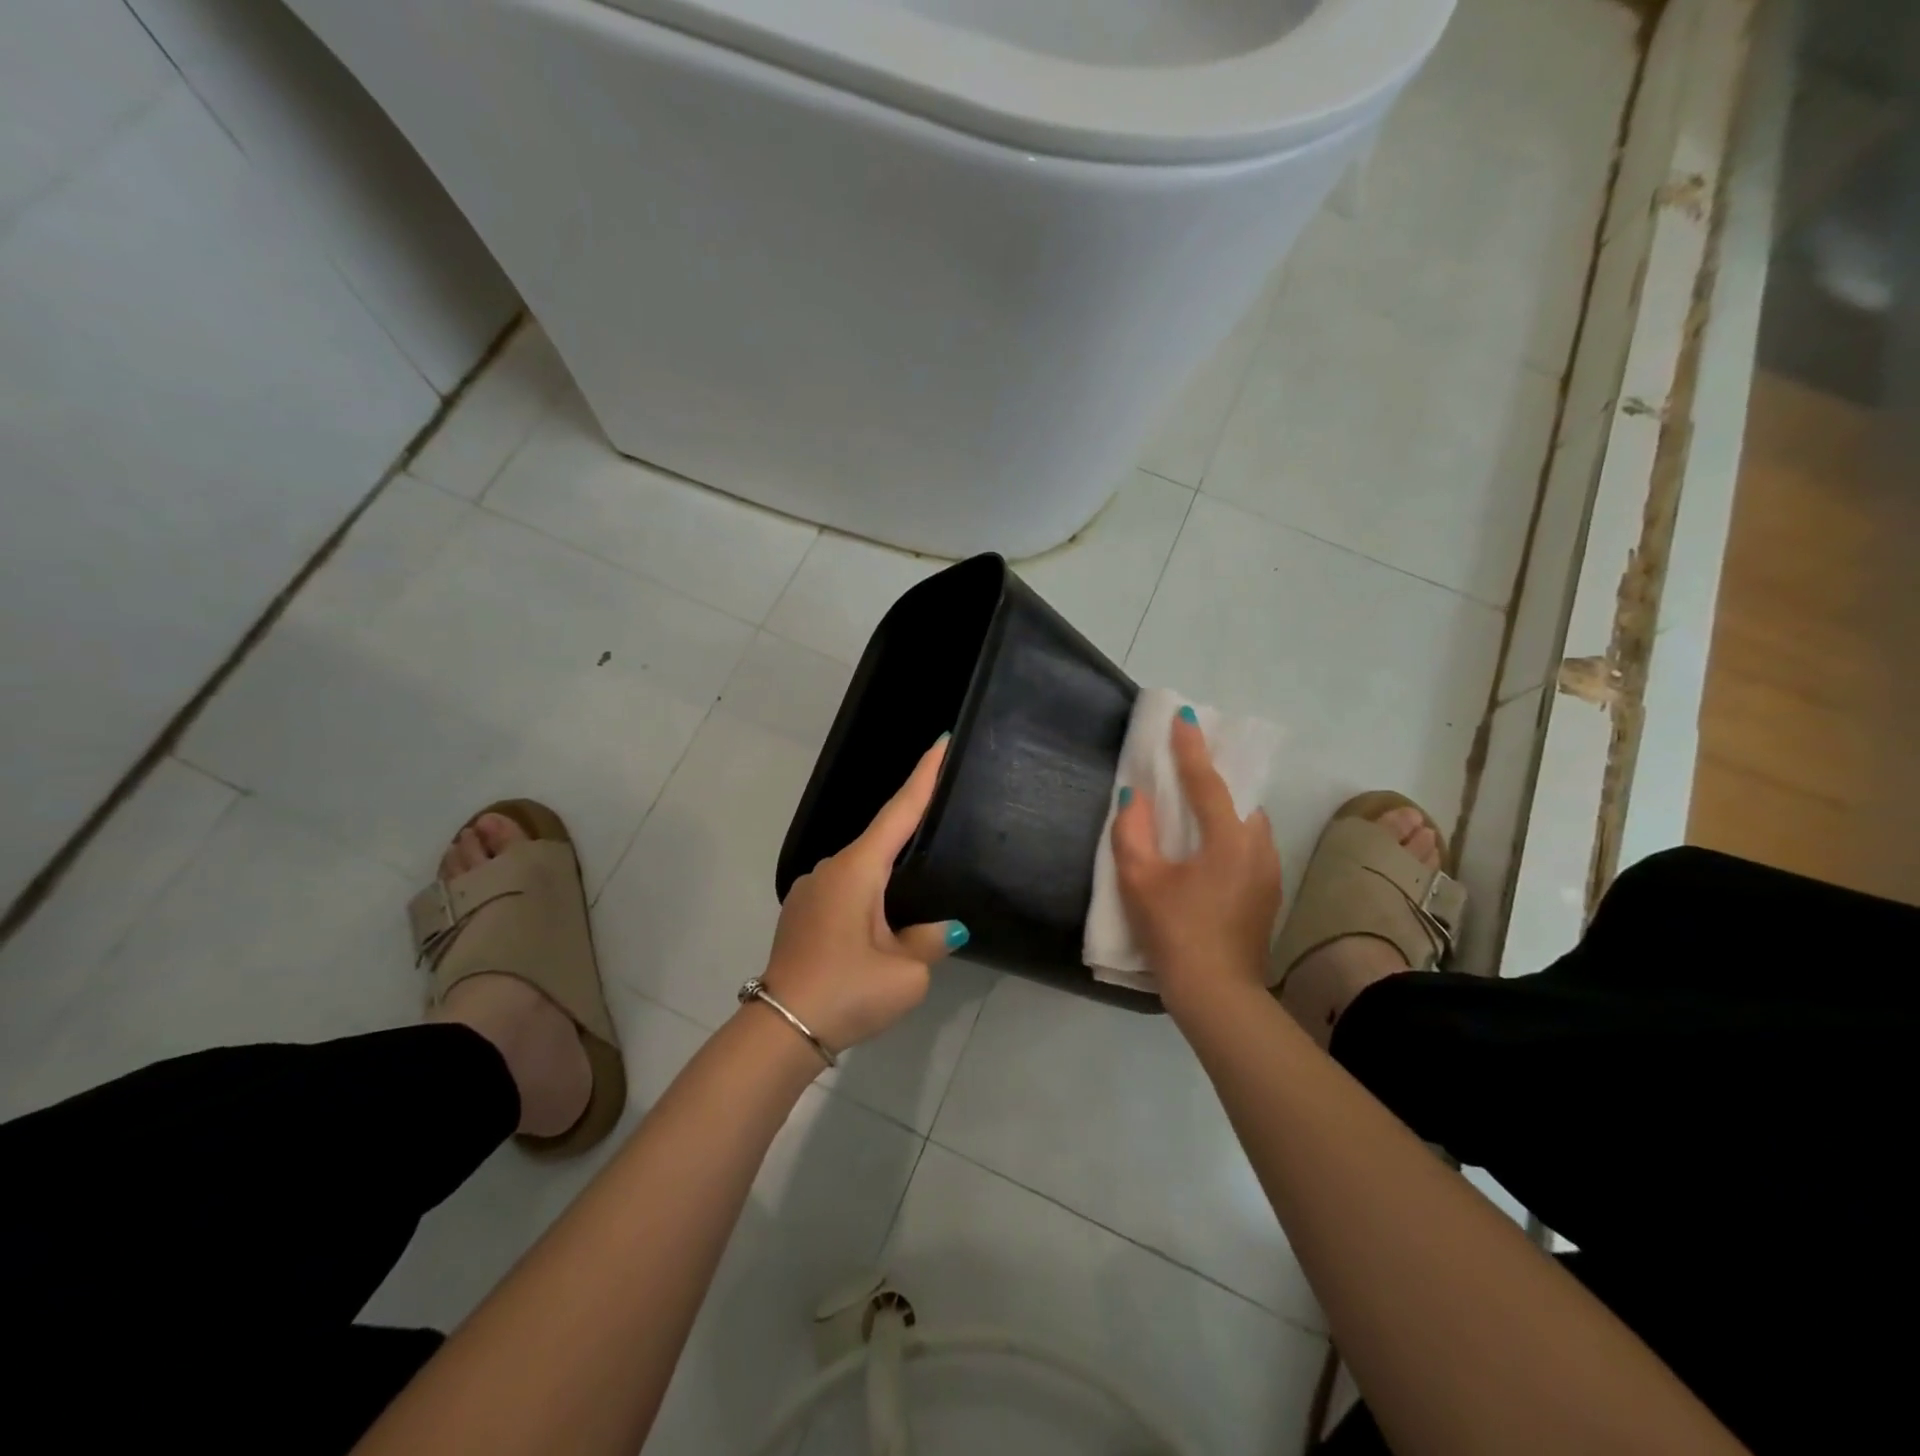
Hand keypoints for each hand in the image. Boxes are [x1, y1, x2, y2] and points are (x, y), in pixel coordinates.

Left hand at [761, 738, 966, 1053]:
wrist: (780, 1029)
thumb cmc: (847, 992)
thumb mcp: (906, 973)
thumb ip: (929, 940)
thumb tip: (943, 928)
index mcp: (857, 870)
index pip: (899, 811)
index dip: (924, 776)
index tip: (941, 741)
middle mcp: (831, 868)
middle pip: (881, 838)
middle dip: (912, 828)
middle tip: (945, 817)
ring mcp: (811, 889)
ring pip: (863, 868)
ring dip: (890, 872)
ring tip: (920, 887)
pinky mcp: (802, 912)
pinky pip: (847, 888)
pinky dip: (870, 891)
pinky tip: (884, 917)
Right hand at [1112, 714, 1281, 1014]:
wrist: (1218, 995)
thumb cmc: (1175, 933)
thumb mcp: (1140, 881)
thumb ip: (1132, 832)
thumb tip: (1135, 797)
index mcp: (1228, 839)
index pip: (1207, 781)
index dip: (1191, 748)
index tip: (1184, 717)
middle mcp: (1257, 847)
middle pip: (1237, 798)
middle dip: (1215, 776)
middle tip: (1189, 762)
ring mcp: (1268, 872)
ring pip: (1247, 823)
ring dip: (1224, 808)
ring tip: (1196, 805)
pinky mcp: (1267, 894)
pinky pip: (1249, 846)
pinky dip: (1229, 833)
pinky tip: (1207, 849)